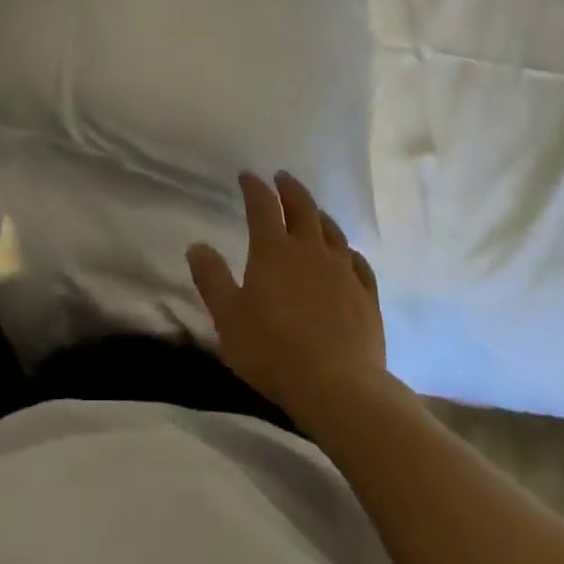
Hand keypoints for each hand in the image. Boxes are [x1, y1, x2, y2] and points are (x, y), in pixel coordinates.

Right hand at [188, 172, 386, 424]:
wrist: (339, 387)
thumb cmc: (273, 350)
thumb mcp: (228, 317)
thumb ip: (211, 279)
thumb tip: (197, 246)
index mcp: (273, 249)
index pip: (262, 205)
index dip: (254, 187)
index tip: (247, 175)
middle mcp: (310, 250)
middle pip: (302, 208)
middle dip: (290, 189)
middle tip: (282, 178)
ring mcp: (343, 272)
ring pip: (332, 231)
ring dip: (320, 215)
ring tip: (314, 210)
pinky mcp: (366, 297)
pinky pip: (359, 264)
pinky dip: (350, 253)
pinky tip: (349, 256)